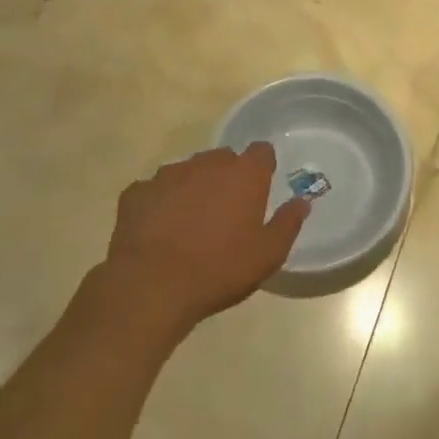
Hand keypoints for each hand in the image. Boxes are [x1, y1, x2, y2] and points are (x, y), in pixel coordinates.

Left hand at [101, 144, 308, 343]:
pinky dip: (160, 203)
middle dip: (227, 177)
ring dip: (193, 187)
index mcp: (244, 175)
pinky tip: (158, 229)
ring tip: (190, 221)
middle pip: (223, 158)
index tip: (260, 187)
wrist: (152, 286)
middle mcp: (207, 164)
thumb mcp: (268, 255)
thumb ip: (287, 223)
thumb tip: (301, 202)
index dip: (262, 167)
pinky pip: (154, 190)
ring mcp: (168, 175)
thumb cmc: (219, 269)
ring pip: (188, 171)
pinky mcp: (137, 192)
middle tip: (227, 210)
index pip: (261, 152)